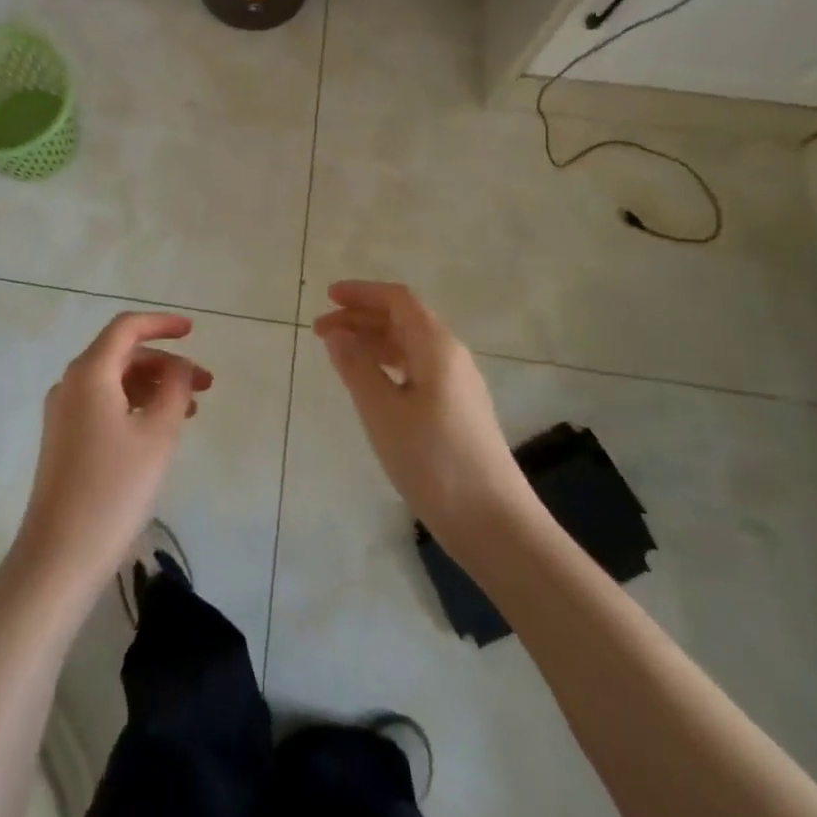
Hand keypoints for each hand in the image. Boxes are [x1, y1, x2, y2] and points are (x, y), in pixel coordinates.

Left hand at [14, 312, 211, 593]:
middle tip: (205, 384)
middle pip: (122, 354)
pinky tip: (158, 429)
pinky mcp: (63, 438)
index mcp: (90, 372)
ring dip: (153, 386)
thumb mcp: (157, 435)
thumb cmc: (114, 489)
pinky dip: (134, 405)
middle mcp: (71, 383)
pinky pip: (103, 404)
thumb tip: (182, 366)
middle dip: (165, 363)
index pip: (127, 328)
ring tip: (191, 410)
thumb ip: (175, 390)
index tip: (194, 331)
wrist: (59, 555)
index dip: (162, 324)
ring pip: (114, 381)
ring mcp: (63, 411)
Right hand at [313, 282, 523, 538]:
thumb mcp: (382, 411)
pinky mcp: (459, 411)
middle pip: (403, 320)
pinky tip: (371, 384)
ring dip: (373, 342)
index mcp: (436, 346)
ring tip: (339, 354)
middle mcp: (451, 356)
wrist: (494, 524)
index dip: (362, 293)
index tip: (328, 297)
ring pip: (410, 346)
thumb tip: (336, 333)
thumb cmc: (433, 460)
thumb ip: (356, 366)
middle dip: (361, 318)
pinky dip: (388, 364)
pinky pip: (418, 369)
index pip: (397, 300)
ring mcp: (458, 385)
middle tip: (321, 330)